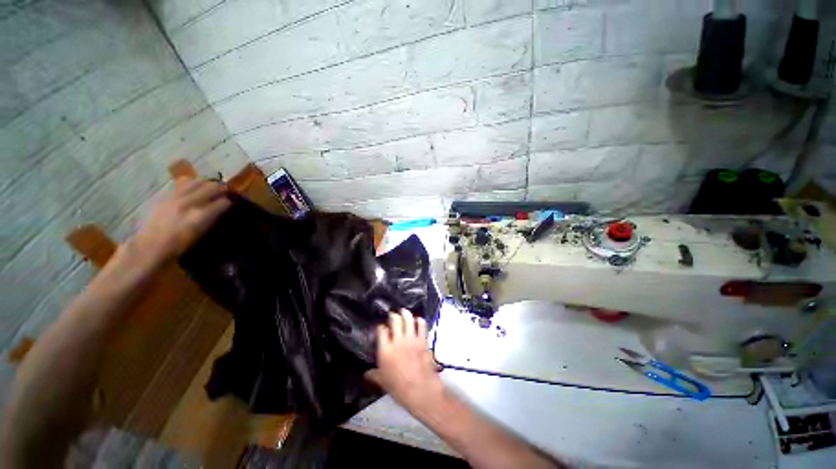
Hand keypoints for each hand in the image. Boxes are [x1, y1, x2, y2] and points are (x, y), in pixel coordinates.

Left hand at [132, 178, 230, 260]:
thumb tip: (224, 209)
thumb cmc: (181, 245)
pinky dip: (194, 183)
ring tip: (213, 188)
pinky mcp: (168, 195)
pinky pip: (184, 183)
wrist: (151, 245)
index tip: (234, 204)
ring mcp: (177, 197)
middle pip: (213, 187)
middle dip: (223, 190)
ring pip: (198, 181)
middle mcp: (190, 203)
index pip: (224, 202)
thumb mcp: (202, 234)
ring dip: (209, 184)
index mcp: (201, 216)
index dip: (231, 202)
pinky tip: (197, 187)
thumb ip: (213, 219)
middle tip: (228, 193)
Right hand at [365, 310, 442, 410]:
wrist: (420, 390)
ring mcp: (411, 339)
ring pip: (408, 319)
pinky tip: (418, 320)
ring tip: (404, 312)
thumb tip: (366, 373)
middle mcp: (398, 341)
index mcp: (385, 350)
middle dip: (393, 315)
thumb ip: (373, 374)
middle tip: (392, 315)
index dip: (381, 327)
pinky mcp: (422, 341)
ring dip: (406, 313)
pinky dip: (419, 321)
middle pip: (395, 320)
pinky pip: (422, 325)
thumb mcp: (382, 382)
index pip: (381, 330)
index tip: (381, 328)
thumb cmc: (398, 387)